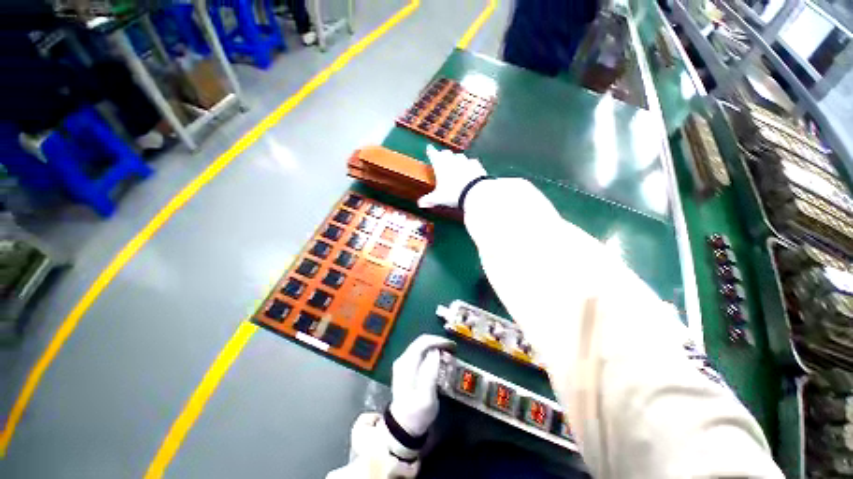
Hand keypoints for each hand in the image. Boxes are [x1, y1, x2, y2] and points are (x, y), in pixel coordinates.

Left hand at [388, 335, 454, 435]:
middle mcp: (403, 359)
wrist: (403, 426)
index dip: (439, 341)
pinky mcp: (407, 367)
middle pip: (423, 342)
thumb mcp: (427, 397)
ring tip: (449, 359)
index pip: (423, 342)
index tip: (453, 347)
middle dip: (439, 344)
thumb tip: (436, 351)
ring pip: (422, 347)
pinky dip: (432, 355)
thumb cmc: (417, 414)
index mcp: (407, 364)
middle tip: (453, 353)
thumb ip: (430, 372)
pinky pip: (421, 353)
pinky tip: (440, 363)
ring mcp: (404, 362)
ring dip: (437, 349)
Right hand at [418, 145, 487, 208]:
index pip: (433, 154)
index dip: (431, 151)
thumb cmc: (453, 194)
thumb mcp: (439, 198)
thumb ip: (429, 199)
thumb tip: (420, 204)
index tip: (429, 148)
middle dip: (443, 154)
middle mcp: (452, 160)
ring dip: (456, 158)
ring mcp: (465, 161)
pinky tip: (470, 168)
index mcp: (440, 165)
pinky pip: (471, 162)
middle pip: (446, 152)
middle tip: (442, 157)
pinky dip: (469, 164)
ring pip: (459, 156)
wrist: (475, 192)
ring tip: (455, 163)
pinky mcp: (476, 165)